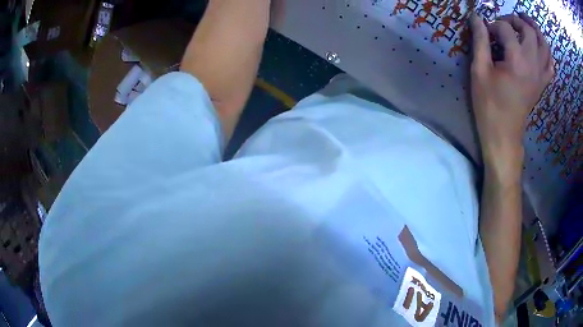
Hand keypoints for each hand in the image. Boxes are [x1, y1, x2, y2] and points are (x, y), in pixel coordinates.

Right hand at [470, 13, 553, 178]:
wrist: (504, 134)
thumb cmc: (489, 104)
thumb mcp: (479, 70)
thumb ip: (479, 41)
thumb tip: (476, 18)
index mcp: (517, 60)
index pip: (506, 28)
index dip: (493, 24)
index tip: (485, 31)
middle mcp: (533, 64)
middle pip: (530, 31)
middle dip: (516, 20)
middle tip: (505, 21)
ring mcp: (540, 75)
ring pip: (545, 46)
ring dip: (536, 31)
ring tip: (526, 23)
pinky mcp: (542, 84)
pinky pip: (550, 65)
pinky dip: (546, 53)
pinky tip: (539, 48)